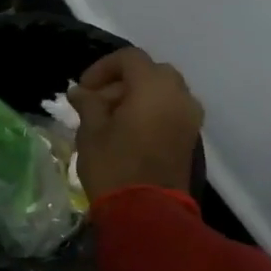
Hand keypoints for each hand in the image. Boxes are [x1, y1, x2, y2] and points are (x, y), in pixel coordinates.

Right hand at [67, 47, 203, 200]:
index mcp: (153, 87)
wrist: (147, 211)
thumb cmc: (113, 166)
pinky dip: (151, 111)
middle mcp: (179, 95)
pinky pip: (171, 110)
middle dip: (122, 82)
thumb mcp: (91, 132)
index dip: (102, 68)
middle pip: (150, 72)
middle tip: (97, 103)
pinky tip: (128, 132)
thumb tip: (80, 92)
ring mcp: (189, 116)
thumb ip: (88, 104)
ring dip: (137, 97)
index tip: (84, 89)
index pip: (129, 58)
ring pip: (163, 91)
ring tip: (111, 119)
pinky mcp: (190, 136)